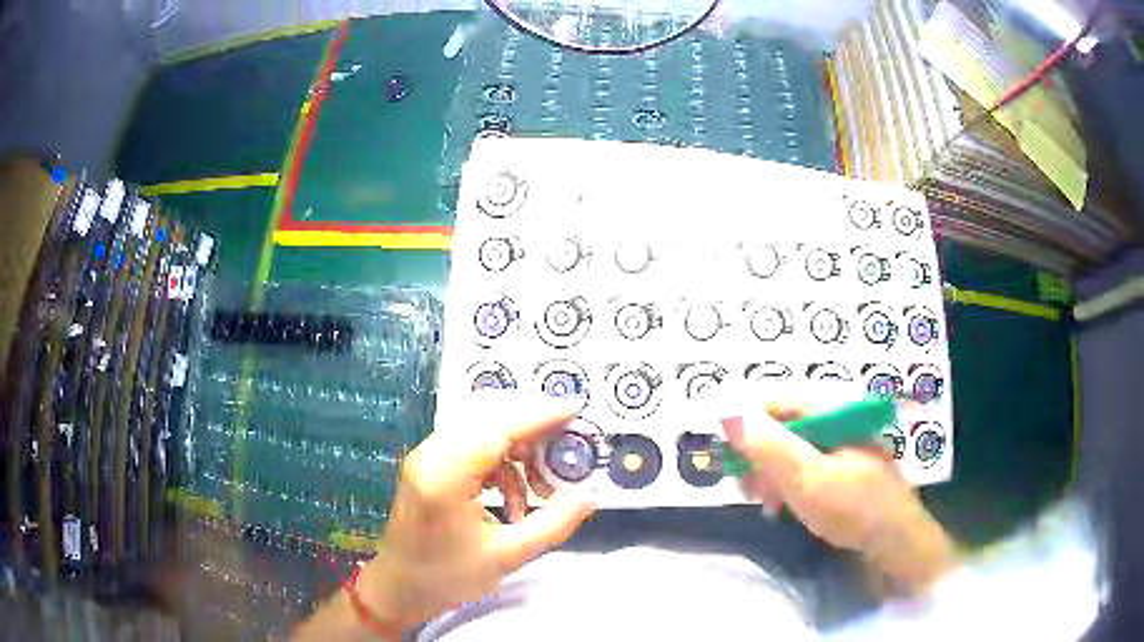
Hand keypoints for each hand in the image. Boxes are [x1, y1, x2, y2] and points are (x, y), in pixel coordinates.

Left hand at [353, 392, 596, 630]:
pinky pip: (471, 445)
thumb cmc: (446, 578)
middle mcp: (431, 455)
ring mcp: (426, 457)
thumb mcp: (507, 555)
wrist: (398, 589)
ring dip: (517, 447)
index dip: (539, 415)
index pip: (497, 427)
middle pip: (487, 416)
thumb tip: (590, 498)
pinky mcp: (428, 465)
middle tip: (566, 447)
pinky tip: (515, 496)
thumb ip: (553, 524)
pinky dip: (500, 461)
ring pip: (480, 428)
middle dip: (532, 426)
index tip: (575, 410)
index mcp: (445, 476)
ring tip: (542, 485)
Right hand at [721, 400, 957, 591]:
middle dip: (760, 456)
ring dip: (772, 474)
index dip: (749, 422)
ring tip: (766, 503)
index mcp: (832, 413)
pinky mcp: (844, 467)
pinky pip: (807, 466)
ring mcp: (842, 445)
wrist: (895, 539)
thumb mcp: (807, 479)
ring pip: (793, 449)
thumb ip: (769, 446)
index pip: (779, 400)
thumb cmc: (852, 507)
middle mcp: (837, 422)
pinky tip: (784, 506)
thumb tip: (729, 413)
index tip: (730, 453)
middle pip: (785, 425)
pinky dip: (790, 483)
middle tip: (747, 488)